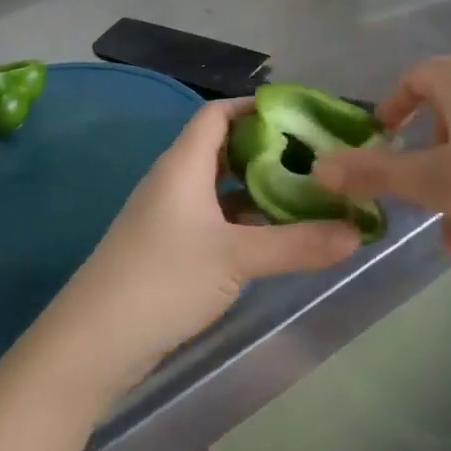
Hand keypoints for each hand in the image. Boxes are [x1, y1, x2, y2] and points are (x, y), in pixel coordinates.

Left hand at [43, 99, 363, 391]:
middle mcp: (174, 180)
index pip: (219, 113)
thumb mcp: (236, 259)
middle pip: (224, 148)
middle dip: (267, 150)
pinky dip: (243, 219)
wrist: (93, 342)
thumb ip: (298, 244)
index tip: (300, 117)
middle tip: (315, 160)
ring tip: (306, 194)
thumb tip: (357, 233)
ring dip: (258, 188)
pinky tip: (274, 235)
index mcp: (183, 164)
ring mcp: (169, 215)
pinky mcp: (169, 247)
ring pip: (220, 187)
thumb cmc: (163, 280)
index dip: (256, 108)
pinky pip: (213, 218)